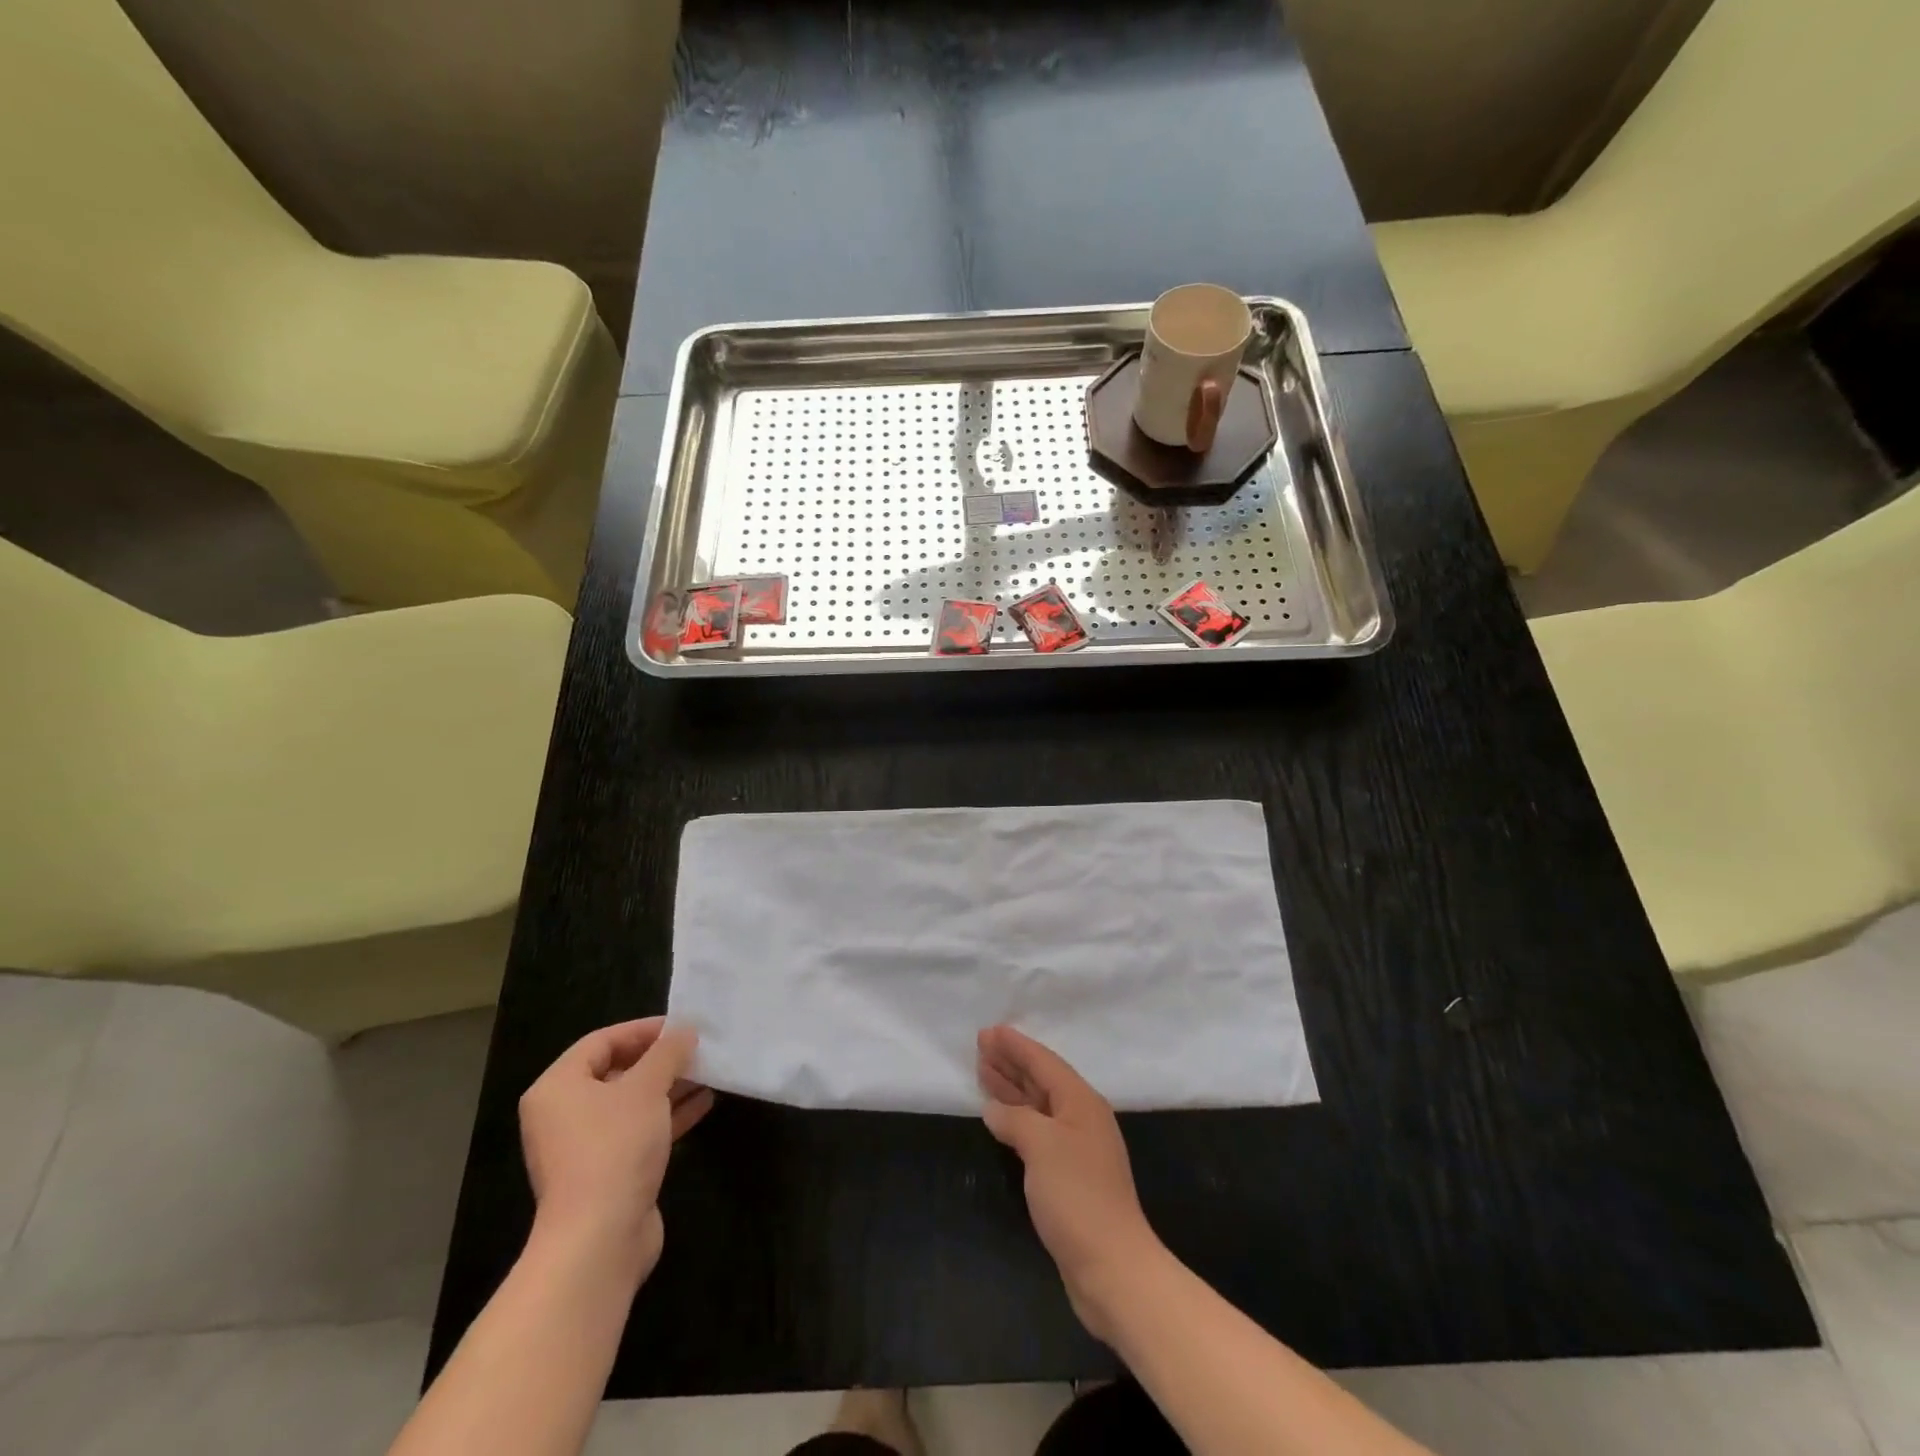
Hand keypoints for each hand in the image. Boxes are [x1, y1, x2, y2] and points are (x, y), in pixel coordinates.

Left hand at [518, 1018, 712, 1285]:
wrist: (599, 1239)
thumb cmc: (615, 1147)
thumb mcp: (646, 1087)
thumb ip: (668, 1053)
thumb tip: (684, 1031)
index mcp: (558, 1087)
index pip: (602, 1041)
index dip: (643, 1030)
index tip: (682, 1027)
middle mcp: (564, 1114)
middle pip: (617, 1071)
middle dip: (660, 1060)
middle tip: (697, 1049)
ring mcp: (584, 1147)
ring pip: (631, 1103)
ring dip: (669, 1087)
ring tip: (708, 1072)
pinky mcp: (606, 1173)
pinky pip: (638, 1131)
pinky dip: (667, 1115)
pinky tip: (703, 1103)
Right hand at [978, 1025, 1164, 1341]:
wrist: (1112, 1267)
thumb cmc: (1077, 1196)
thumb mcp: (1042, 1146)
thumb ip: (1015, 1119)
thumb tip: (995, 1110)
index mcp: (1081, 1102)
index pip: (1043, 1062)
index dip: (1015, 1045)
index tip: (989, 1031)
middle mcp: (1080, 1118)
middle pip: (1041, 1080)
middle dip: (1011, 1062)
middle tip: (980, 1045)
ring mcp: (1076, 1148)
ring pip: (1038, 1105)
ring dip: (1011, 1087)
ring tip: (983, 1071)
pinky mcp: (1069, 1176)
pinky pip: (1037, 1131)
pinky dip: (1016, 1118)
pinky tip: (999, 1118)